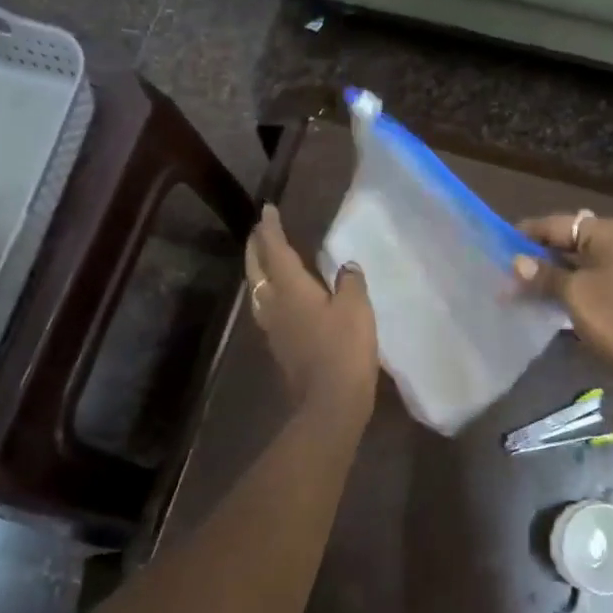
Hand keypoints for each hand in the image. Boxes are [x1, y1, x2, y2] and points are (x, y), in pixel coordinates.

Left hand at [245, 204, 376, 417]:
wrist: (330, 402)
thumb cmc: (344, 349)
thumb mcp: (356, 308)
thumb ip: (350, 282)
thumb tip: (346, 267)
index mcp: (291, 289)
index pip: (275, 250)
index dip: (271, 229)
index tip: (268, 210)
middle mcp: (275, 304)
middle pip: (258, 269)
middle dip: (256, 247)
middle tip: (260, 230)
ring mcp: (274, 328)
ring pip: (258, 290)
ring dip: (258, 269)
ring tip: (265, 258)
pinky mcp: (280, 346)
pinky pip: (267, 308)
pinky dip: (268, 292)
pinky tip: (280, 296)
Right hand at [514, 210, 612, 391]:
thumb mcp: (575, 296)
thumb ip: (545, 275)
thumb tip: (518, 261)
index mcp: (612, 231)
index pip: (558, 223)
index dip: (527, 233)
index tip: (500, 244)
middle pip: (573, 239)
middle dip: (542, 256)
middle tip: (511, 271)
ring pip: (588, 260)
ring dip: (559, 272)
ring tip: (528, 287)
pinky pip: (603, 276)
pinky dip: (580, 283)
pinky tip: (559, 298)